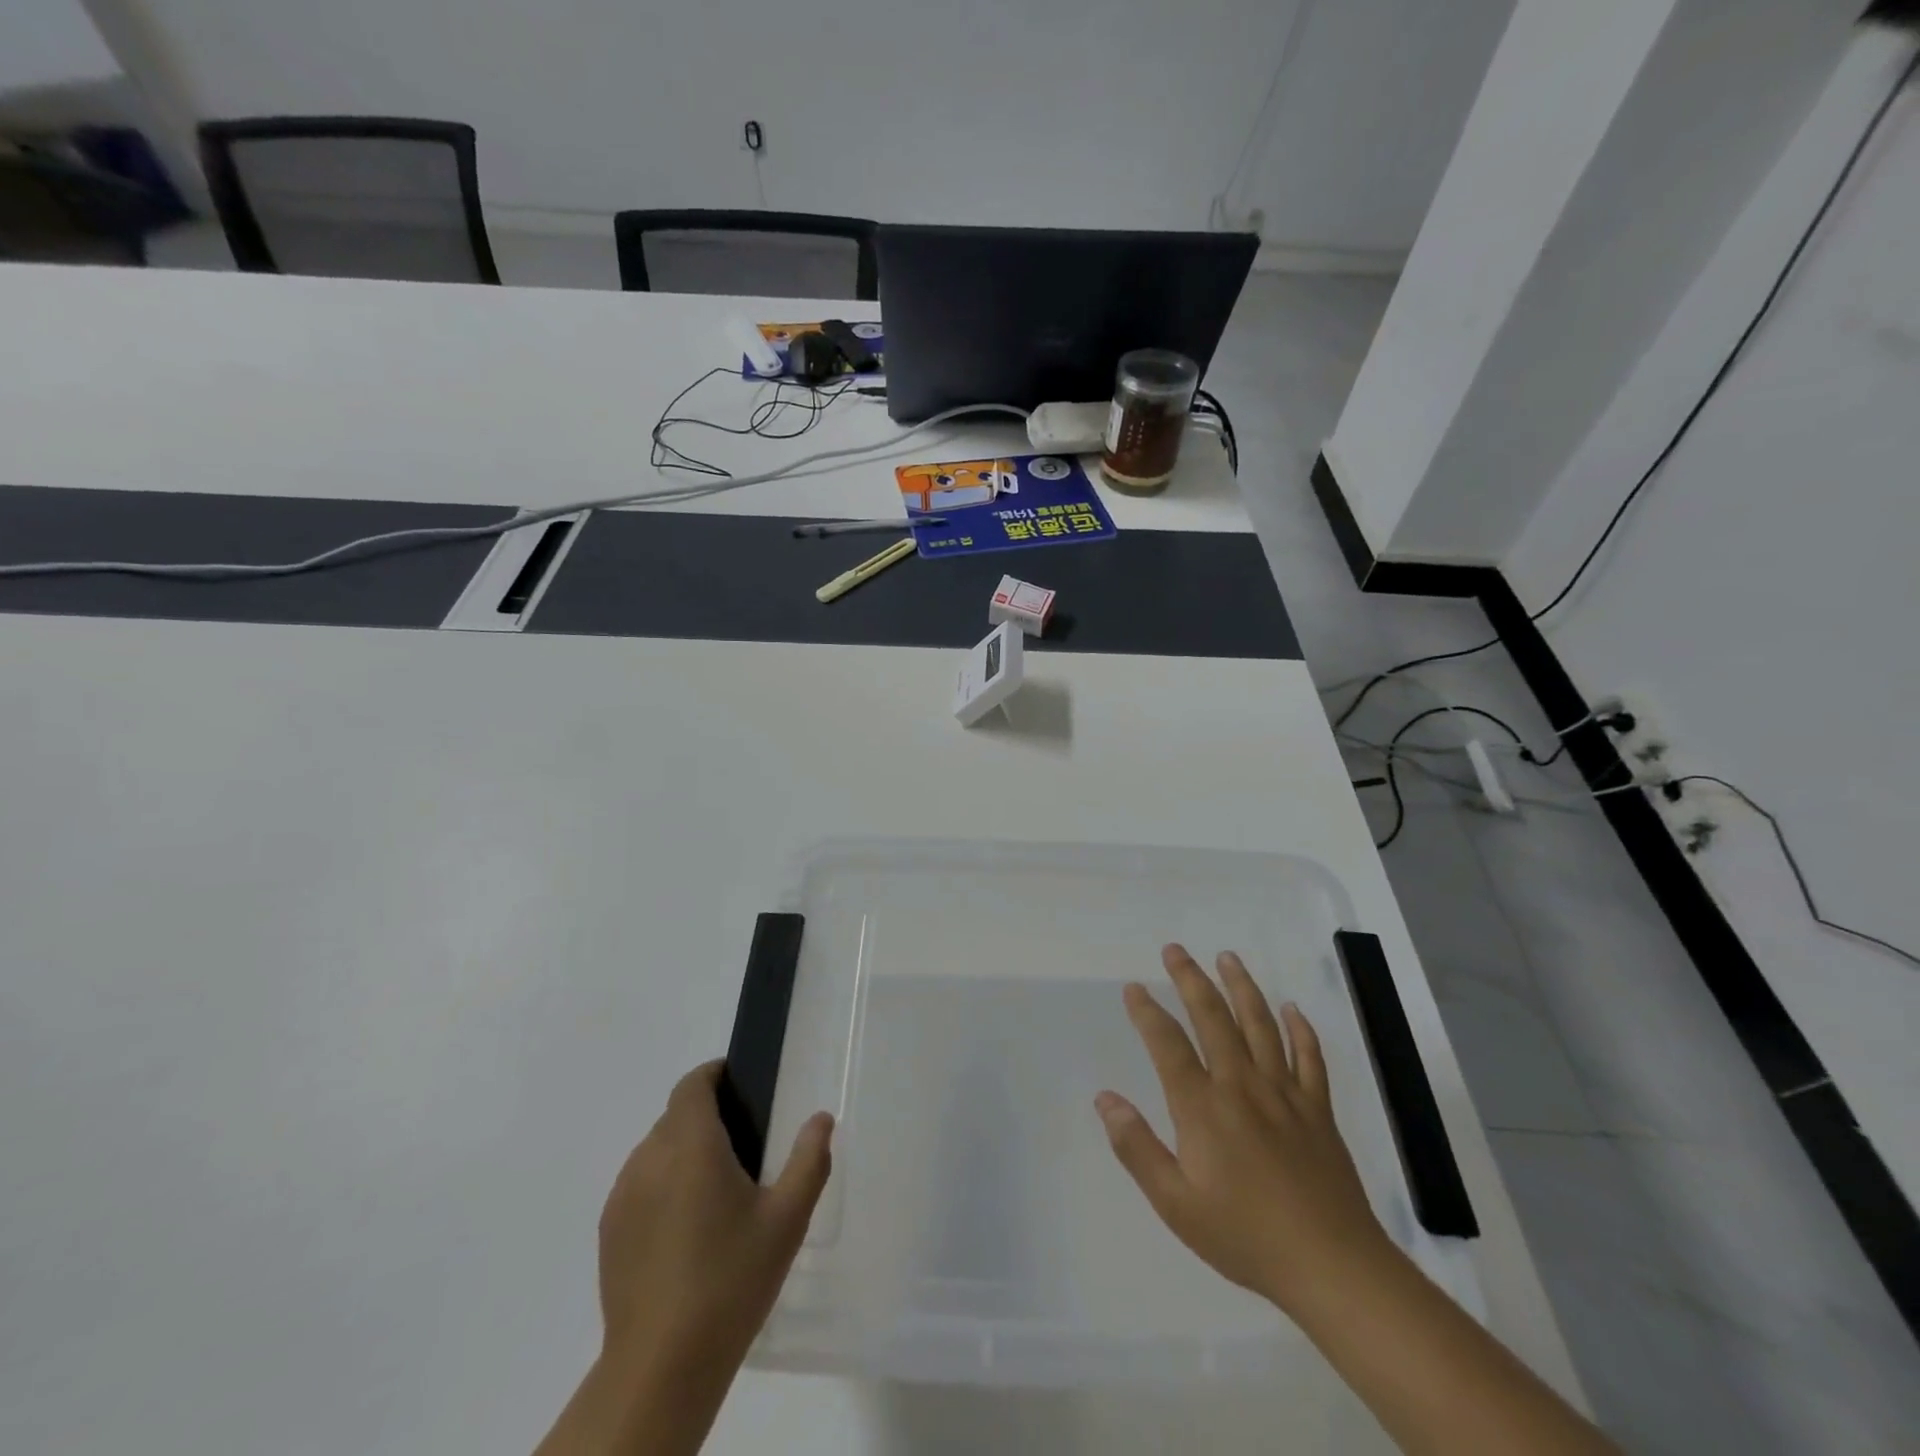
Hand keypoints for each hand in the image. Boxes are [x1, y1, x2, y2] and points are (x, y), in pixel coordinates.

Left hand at [598, 1060, 831, 1376]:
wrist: (661, 1366)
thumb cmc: (731, 1280)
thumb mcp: (787, 1219)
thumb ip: (809, 1160)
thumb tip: (821, 1118)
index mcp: (691, 1145)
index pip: (692, 1085)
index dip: (714, 1075)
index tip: (740, 1086)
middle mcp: (649, 1159)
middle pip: (675, 1117)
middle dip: (706, 1117)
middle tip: (743, 1148)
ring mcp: (622, 1197)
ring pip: (655, 1151)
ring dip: (683, 1152)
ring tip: (716, 1192)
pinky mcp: (609, 1232)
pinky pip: (639, 1186)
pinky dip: (662, 1186)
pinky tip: (686, 1229)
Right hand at [1095, 944, 1390, 1316]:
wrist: (1332, 1266)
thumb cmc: (1245, 1236)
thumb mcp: (1176, 1204)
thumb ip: (1137, 1147)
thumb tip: (1104, 1099)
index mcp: (1203, 1107)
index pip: (1168, 1044)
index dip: (1147, 1012)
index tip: (1134, 988)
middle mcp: (1241, 1086)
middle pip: (1213, 1018)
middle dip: (1190, 979)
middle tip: (1174, 950)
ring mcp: (1285, 1094)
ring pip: (1260, 1025)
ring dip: (1241, 986)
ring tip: (1227, 957)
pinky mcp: (1318, 1110)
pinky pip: (1310, 1058)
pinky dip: (1301, 1029)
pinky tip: (1292, 1009)